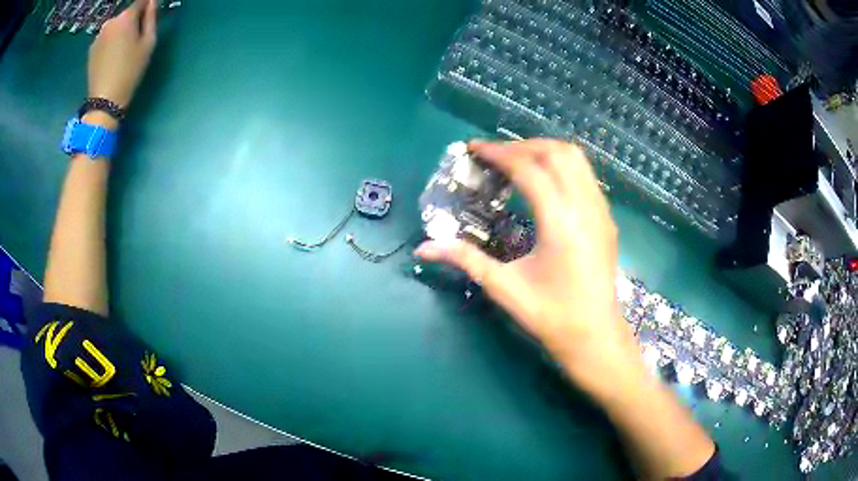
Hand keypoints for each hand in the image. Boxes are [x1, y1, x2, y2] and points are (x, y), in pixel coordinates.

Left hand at [88, 0, 157, 108]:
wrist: (104, 101)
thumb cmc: (130, 71)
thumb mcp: (148, 43)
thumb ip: (151, 18)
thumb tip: (152, 3)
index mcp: (126, 17)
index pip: (141, 1)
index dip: (147, 4)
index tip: (150, 12)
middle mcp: (110, 22)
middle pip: (126, 14)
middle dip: (133, 20)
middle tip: (136, 37)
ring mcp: (98, 35)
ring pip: (115, 26)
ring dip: (120, 31)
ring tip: (123, 49)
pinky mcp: (91, 49)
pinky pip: (106, 38)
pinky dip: (111, 41)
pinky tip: (112, 57)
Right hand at [415, 140, 635, 391]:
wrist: (595, 336)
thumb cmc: (551, 316)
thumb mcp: (504, 288)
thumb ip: (465, 260)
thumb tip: (423, 248)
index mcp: (560, 222)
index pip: (528, 169)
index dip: (499, 153)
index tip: (474, 149)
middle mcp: (585, 207)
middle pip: (557, 153)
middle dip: (522, 145)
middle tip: (494, 155)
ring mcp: (601, 210)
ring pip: (576, 159)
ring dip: (545, 151)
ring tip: (518, 162)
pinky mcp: (607, 218)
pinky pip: (586, 175)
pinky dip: (563, 166)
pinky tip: (546, 183)